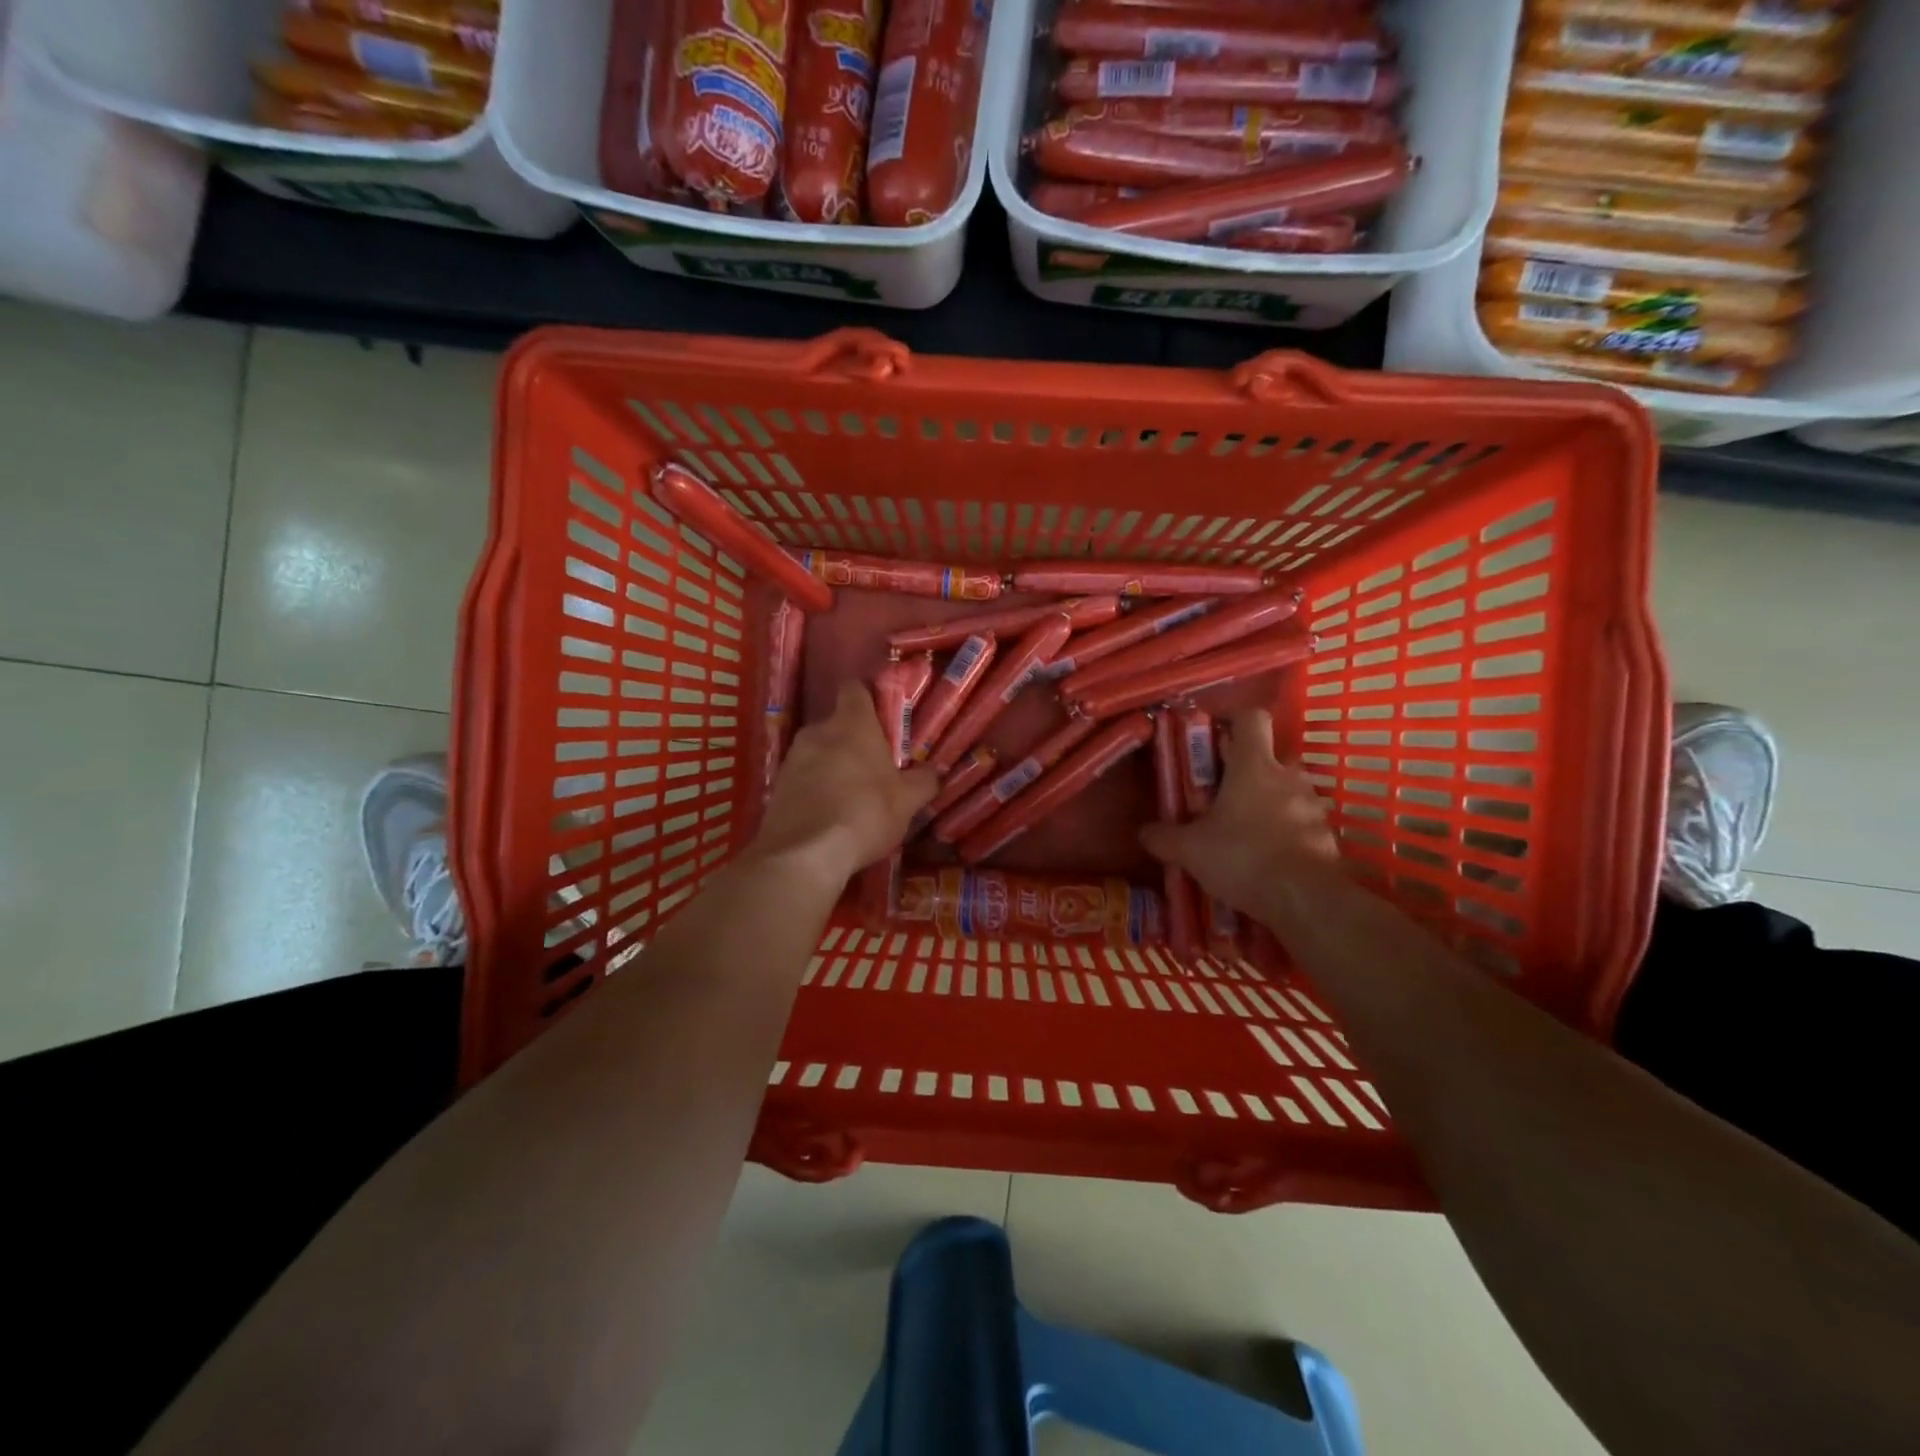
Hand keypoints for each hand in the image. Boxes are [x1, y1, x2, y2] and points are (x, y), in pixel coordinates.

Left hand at [752, 682, 938, 882]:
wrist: (805, 853)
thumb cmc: (865, 813)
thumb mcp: (906, 801)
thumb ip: (923, 782)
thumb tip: (936, 771)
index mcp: (853, 723)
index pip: (854, 689)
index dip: (867, 697)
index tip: (881, 715)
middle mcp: (818, 731)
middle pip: (837, 723)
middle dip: (853, 740)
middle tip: (874, 765)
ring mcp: (793, 757)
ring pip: (818, 751)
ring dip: (832, 765)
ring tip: (851, 794)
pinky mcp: (777, 785)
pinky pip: (802, 777)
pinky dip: (814, 788)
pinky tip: (828, 813)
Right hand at [1139, 709, 1338, 916]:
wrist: (1304, 900)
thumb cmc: (1242, 857)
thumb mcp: (1189, 850)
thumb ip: (1163, 837)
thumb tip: (1144, 832)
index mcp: (1253, 766)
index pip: (1251, 718)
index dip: (1233, 719)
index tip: (1215, 734)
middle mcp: (1287, 777)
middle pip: (1269, 756)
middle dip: (1248, 770)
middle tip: (1223, 794)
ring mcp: (1313, 806)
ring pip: (1287, 790)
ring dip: (1268, 802)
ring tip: (1245, 830)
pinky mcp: (1326, 836)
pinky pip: (1301, 823)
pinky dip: (1285, 832)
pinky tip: (1267, 857)